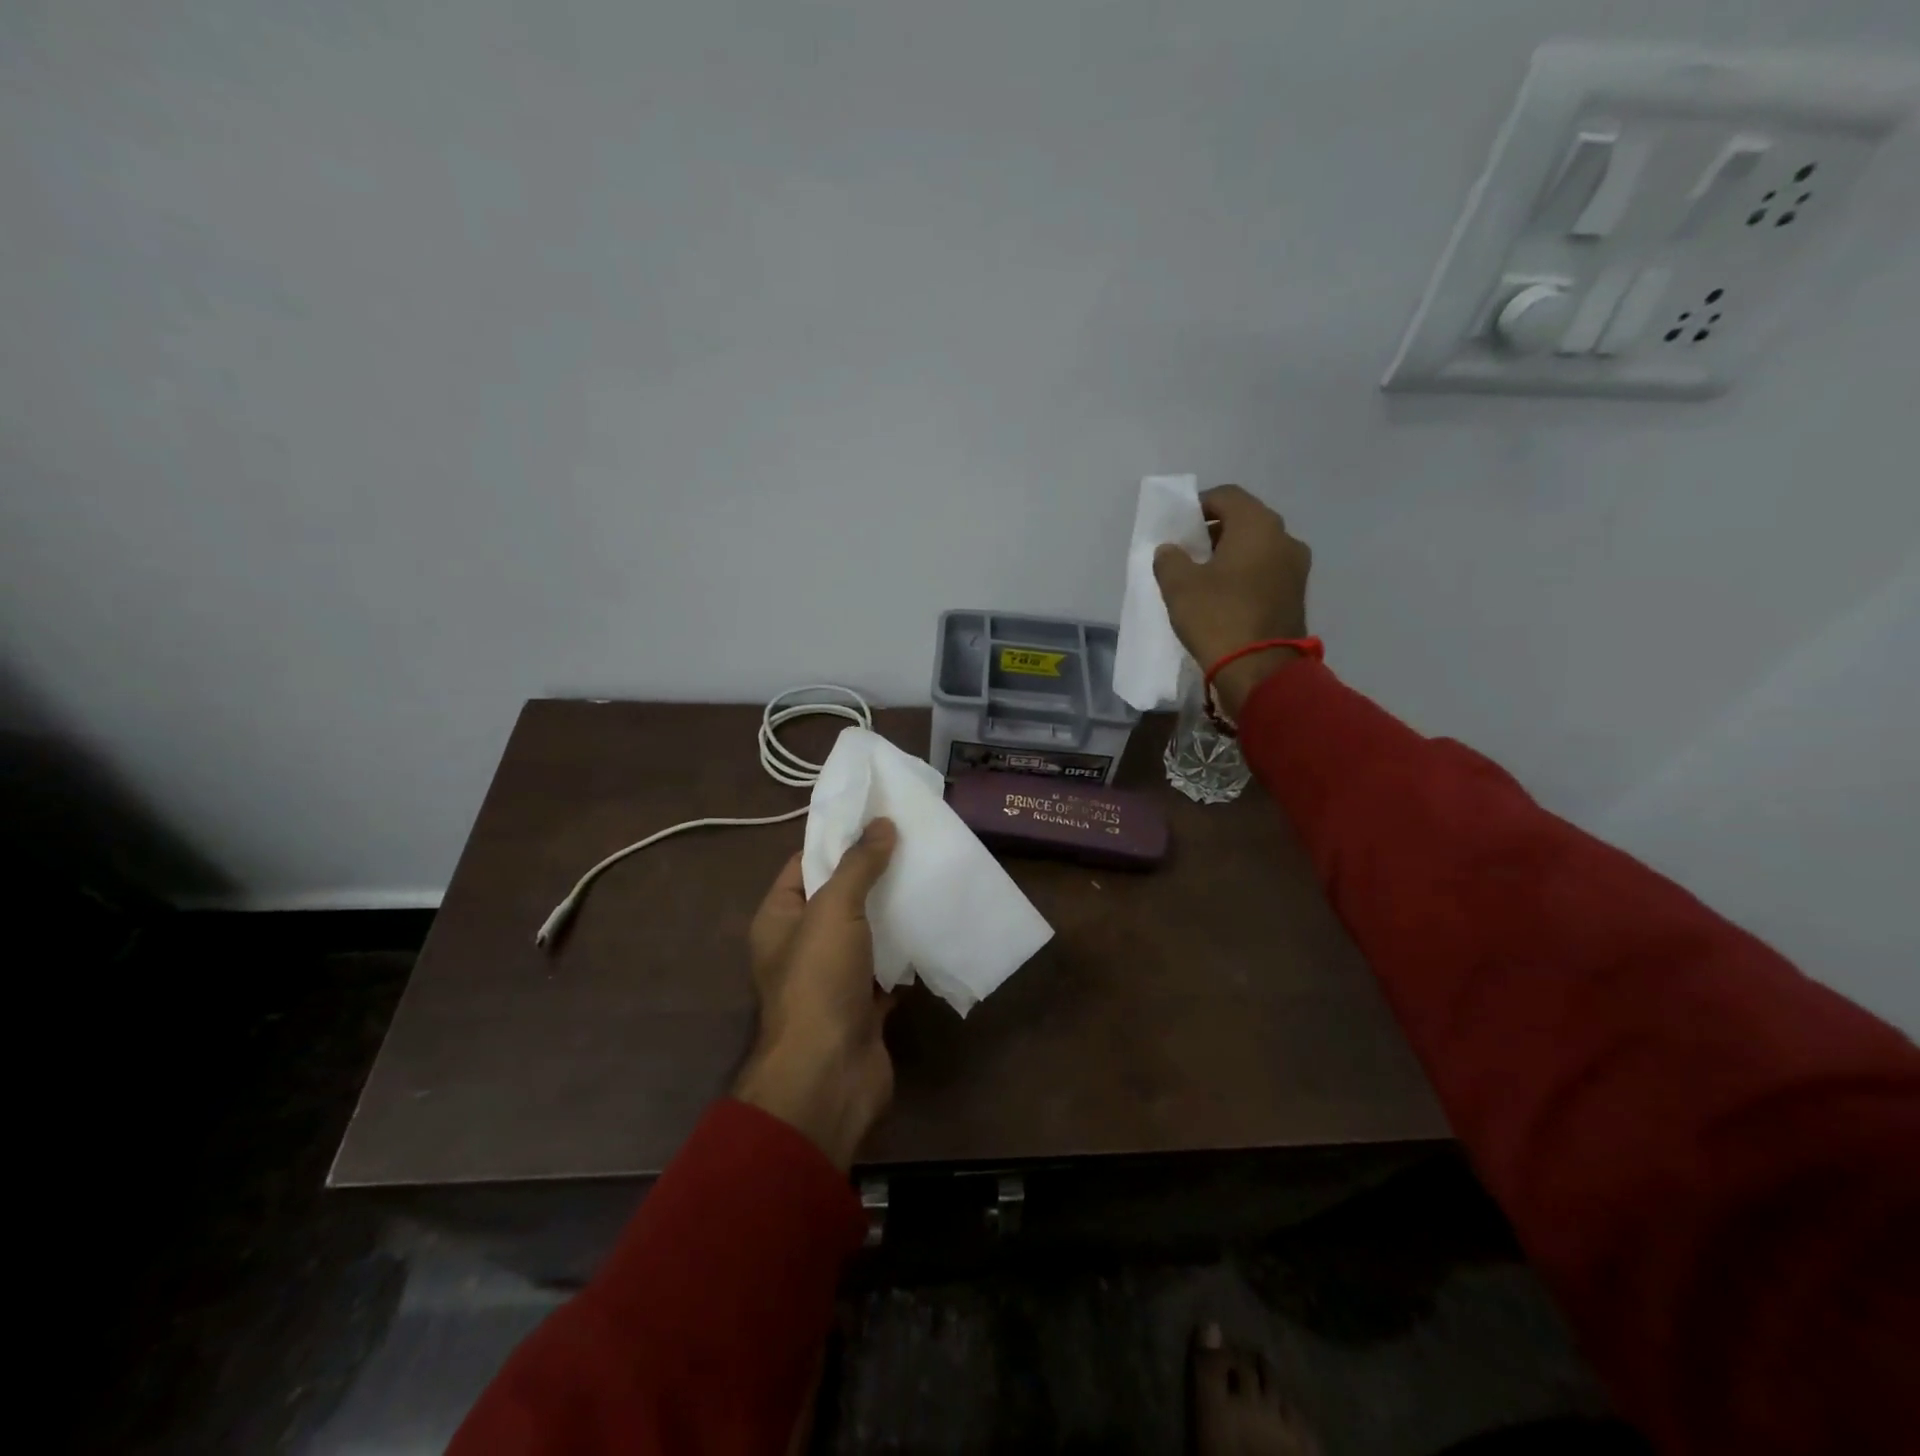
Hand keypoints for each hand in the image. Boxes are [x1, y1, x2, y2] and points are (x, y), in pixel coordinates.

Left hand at [734, 820, 898, 1169]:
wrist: (829, 1074)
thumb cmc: (820, 981)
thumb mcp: (834, 910)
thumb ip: (858, 865)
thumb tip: (881, 823)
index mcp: (779, 918)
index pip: (804, 864)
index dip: (836, 839)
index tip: (875, 817)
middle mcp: (802, 944)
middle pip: (839, 896)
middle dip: (873, 872)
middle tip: (912, 842)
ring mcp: (833, 976)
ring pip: (866, 931)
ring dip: (893, 910)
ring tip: (929, 874)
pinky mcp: (863, 1003)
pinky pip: (887, 966)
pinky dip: (907, 950)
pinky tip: (935, 924)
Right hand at [1153, 484, 1312, 716]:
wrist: (1260, 671)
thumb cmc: (1217, 618)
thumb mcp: (1178, 586)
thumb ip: (1170, 559)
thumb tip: (1172, 550)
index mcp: (1258, 525)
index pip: (1226, 496)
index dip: (1199, 505)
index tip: (1179, 527)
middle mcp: (1284, 538)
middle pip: (1245, 521)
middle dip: (1215, 532)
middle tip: (1188, 553)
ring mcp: (1296, 568)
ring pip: (1258, 548)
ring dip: (1231, 555)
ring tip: (1203, 578)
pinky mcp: (1296, 595)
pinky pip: (1266, 572)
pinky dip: (1245, 575)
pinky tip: (1224, 597)